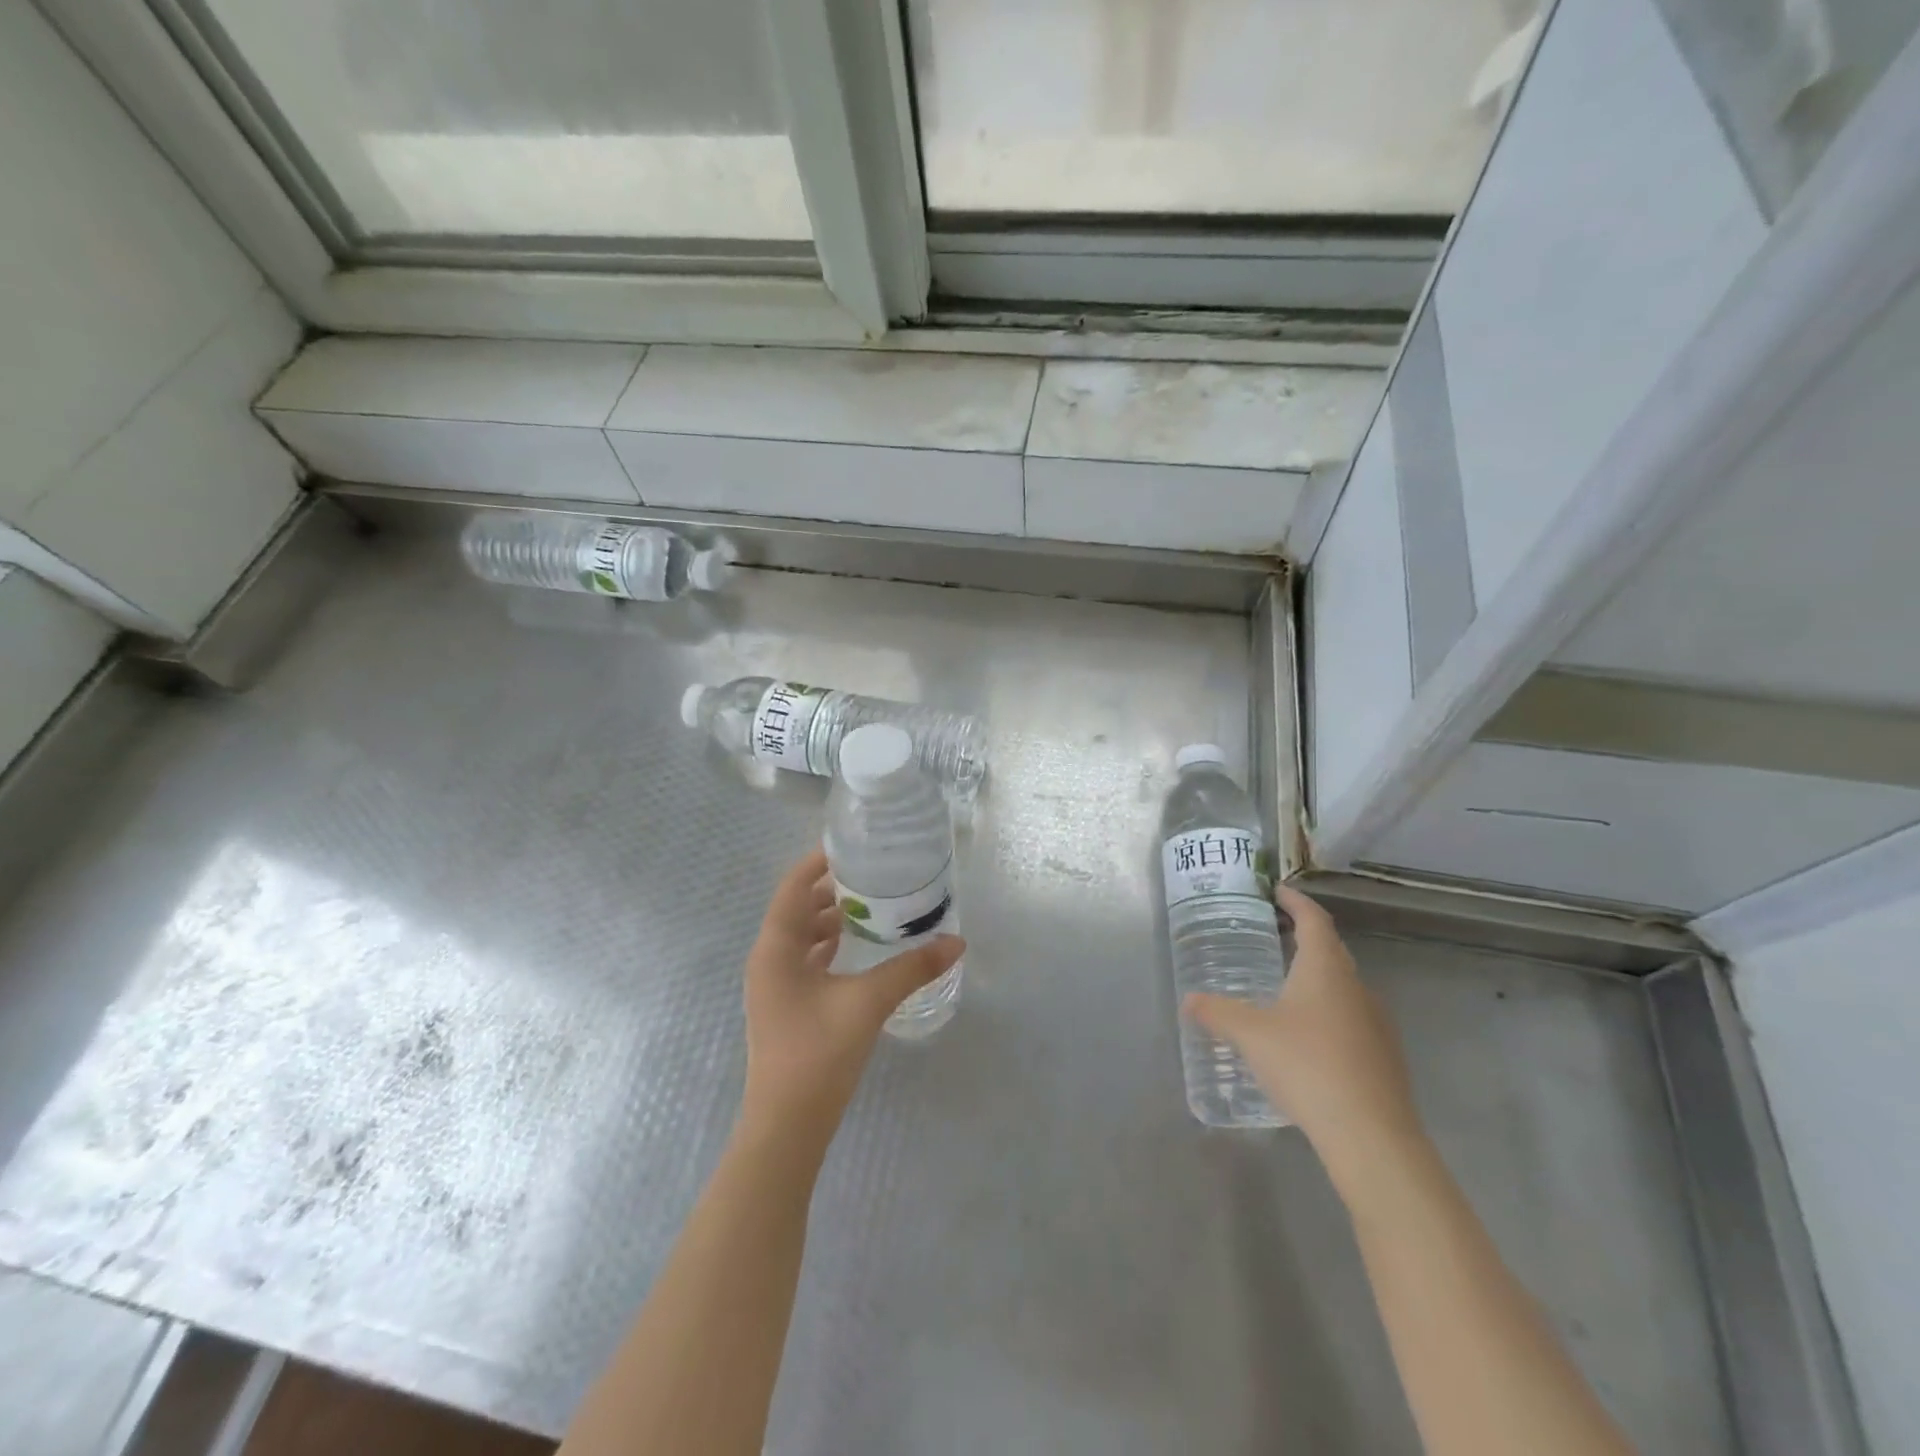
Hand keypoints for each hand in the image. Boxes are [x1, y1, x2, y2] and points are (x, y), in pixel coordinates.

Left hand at [740, 846, 964, 1141]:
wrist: (787, 1126)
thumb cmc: (818, 1054)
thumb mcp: (868, 1003)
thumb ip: (912, 968)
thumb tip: (957, 942)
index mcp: (776, 948)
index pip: (794, 886)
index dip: (819, 861)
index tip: (854, 846)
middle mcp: (768, 960)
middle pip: (799, 908)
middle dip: (833, 889)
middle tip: (874, 874)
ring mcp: (775, 986)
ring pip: (803, 936)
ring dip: (832, 918)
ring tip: (874, 905)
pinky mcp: (786, 1006)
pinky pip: (807, 960)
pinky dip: (830, 946)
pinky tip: (859, 949)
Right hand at [1186, 884, 1422, 1180]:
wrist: (1371, 1135)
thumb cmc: (1306, 1065)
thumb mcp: (1249, 1034)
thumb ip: (1217, 1012)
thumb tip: (1189, 1000)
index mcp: (1325, 969)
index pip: (1314, 920)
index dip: (1296, 901)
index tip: (1277, 891)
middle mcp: (1356, 987)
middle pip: (1331, 951)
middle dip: (1304, 938)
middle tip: (1274, 935)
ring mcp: (1376, 1023)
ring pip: (1342, 988)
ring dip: (1315, 980)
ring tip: (1283, 989)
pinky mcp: (1383, 1057)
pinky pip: (1350, 1020)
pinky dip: (1326, 1014)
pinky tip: (1306, 1039)